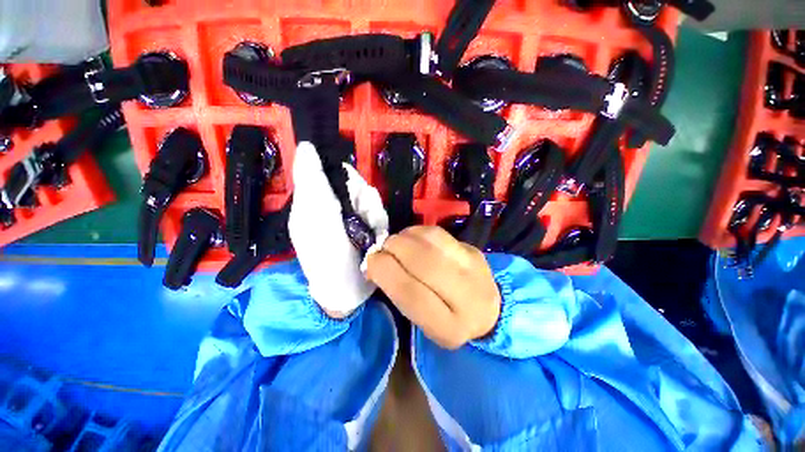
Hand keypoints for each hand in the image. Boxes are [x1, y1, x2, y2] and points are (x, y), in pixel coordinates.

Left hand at [289, 142, 388, 317]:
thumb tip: (306, 146)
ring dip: (374, 214)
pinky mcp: (367, 225)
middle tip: (363, 218)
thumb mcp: (315, 218)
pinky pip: (379, 212)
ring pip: (371, 197)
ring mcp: (352, 215)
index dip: (345, 176)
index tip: (352, 196)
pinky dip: (380, 223)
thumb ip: (312, 182)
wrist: (348, 290)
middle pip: (356, 183)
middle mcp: (334, 203)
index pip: (333, 170)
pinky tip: (376, 236)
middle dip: (364, 199)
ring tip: (371, 233)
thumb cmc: (326, 257)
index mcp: (315, 199)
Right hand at [366, 226, 500, 349]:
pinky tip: (413, 238)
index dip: (386, 272)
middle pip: (425, 262)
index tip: (371, 261)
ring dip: (406, 237)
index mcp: (449, 328)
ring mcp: (474, 269)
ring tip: (396, 242)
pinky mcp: (473, 250)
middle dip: (395, 249)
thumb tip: (374, 263)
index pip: (411, 294)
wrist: (488, 310)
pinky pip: (439, 233)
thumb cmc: (446, 319)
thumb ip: (398, 293)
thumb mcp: (421, 321)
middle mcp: (467, 298)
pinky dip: (419, 232)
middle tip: (382, 248)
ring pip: (432, 242)